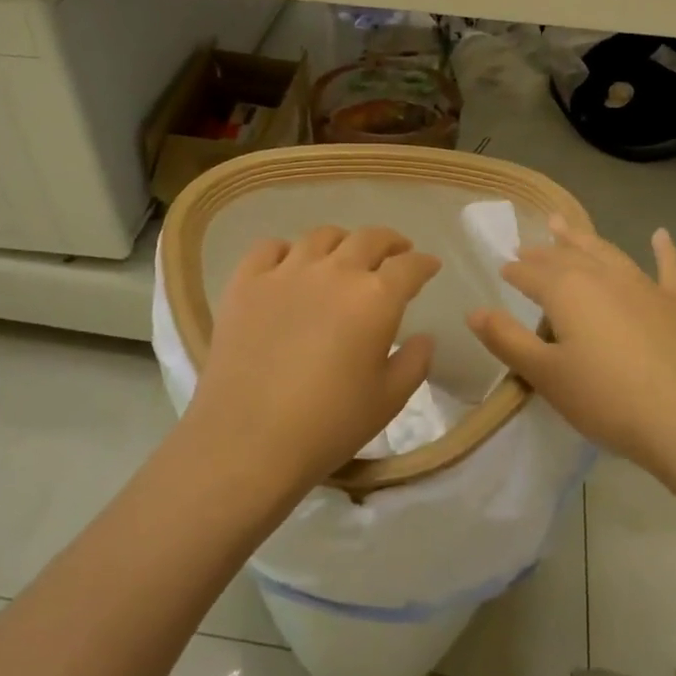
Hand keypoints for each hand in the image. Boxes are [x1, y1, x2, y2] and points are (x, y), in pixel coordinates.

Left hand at [185, 225, 441, 500]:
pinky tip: (289, 265)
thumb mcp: (388, 400)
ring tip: (344, 255)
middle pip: (368, 239)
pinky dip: (286, 250)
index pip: (409, 266)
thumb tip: (423, 338)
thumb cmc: (329, 424)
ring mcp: (285, 273)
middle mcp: (334, 272)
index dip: (424, 263)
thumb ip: (414, 362)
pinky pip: (269, 248)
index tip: (429, 266)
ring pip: (320, 236)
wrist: (248, 439)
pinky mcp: (245, 283)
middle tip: (396, 251)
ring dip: (342, 241)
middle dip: (389, 241)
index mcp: (375, 298)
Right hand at [467, 217, 675, 472]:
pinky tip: (661, 235)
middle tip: (528, 245)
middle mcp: (604, 277)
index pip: (531, 274)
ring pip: (608, 253)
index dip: (514, 271)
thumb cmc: (608, 400)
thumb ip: (508, 340)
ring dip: (584, 239)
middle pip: (567, 257)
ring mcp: (646, 286)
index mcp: (568, 292)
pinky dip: (664, 250)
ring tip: (565, 226)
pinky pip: (669, 268)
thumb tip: (474, 311)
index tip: (503, 268)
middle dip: (544, 251)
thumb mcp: (546, 375)